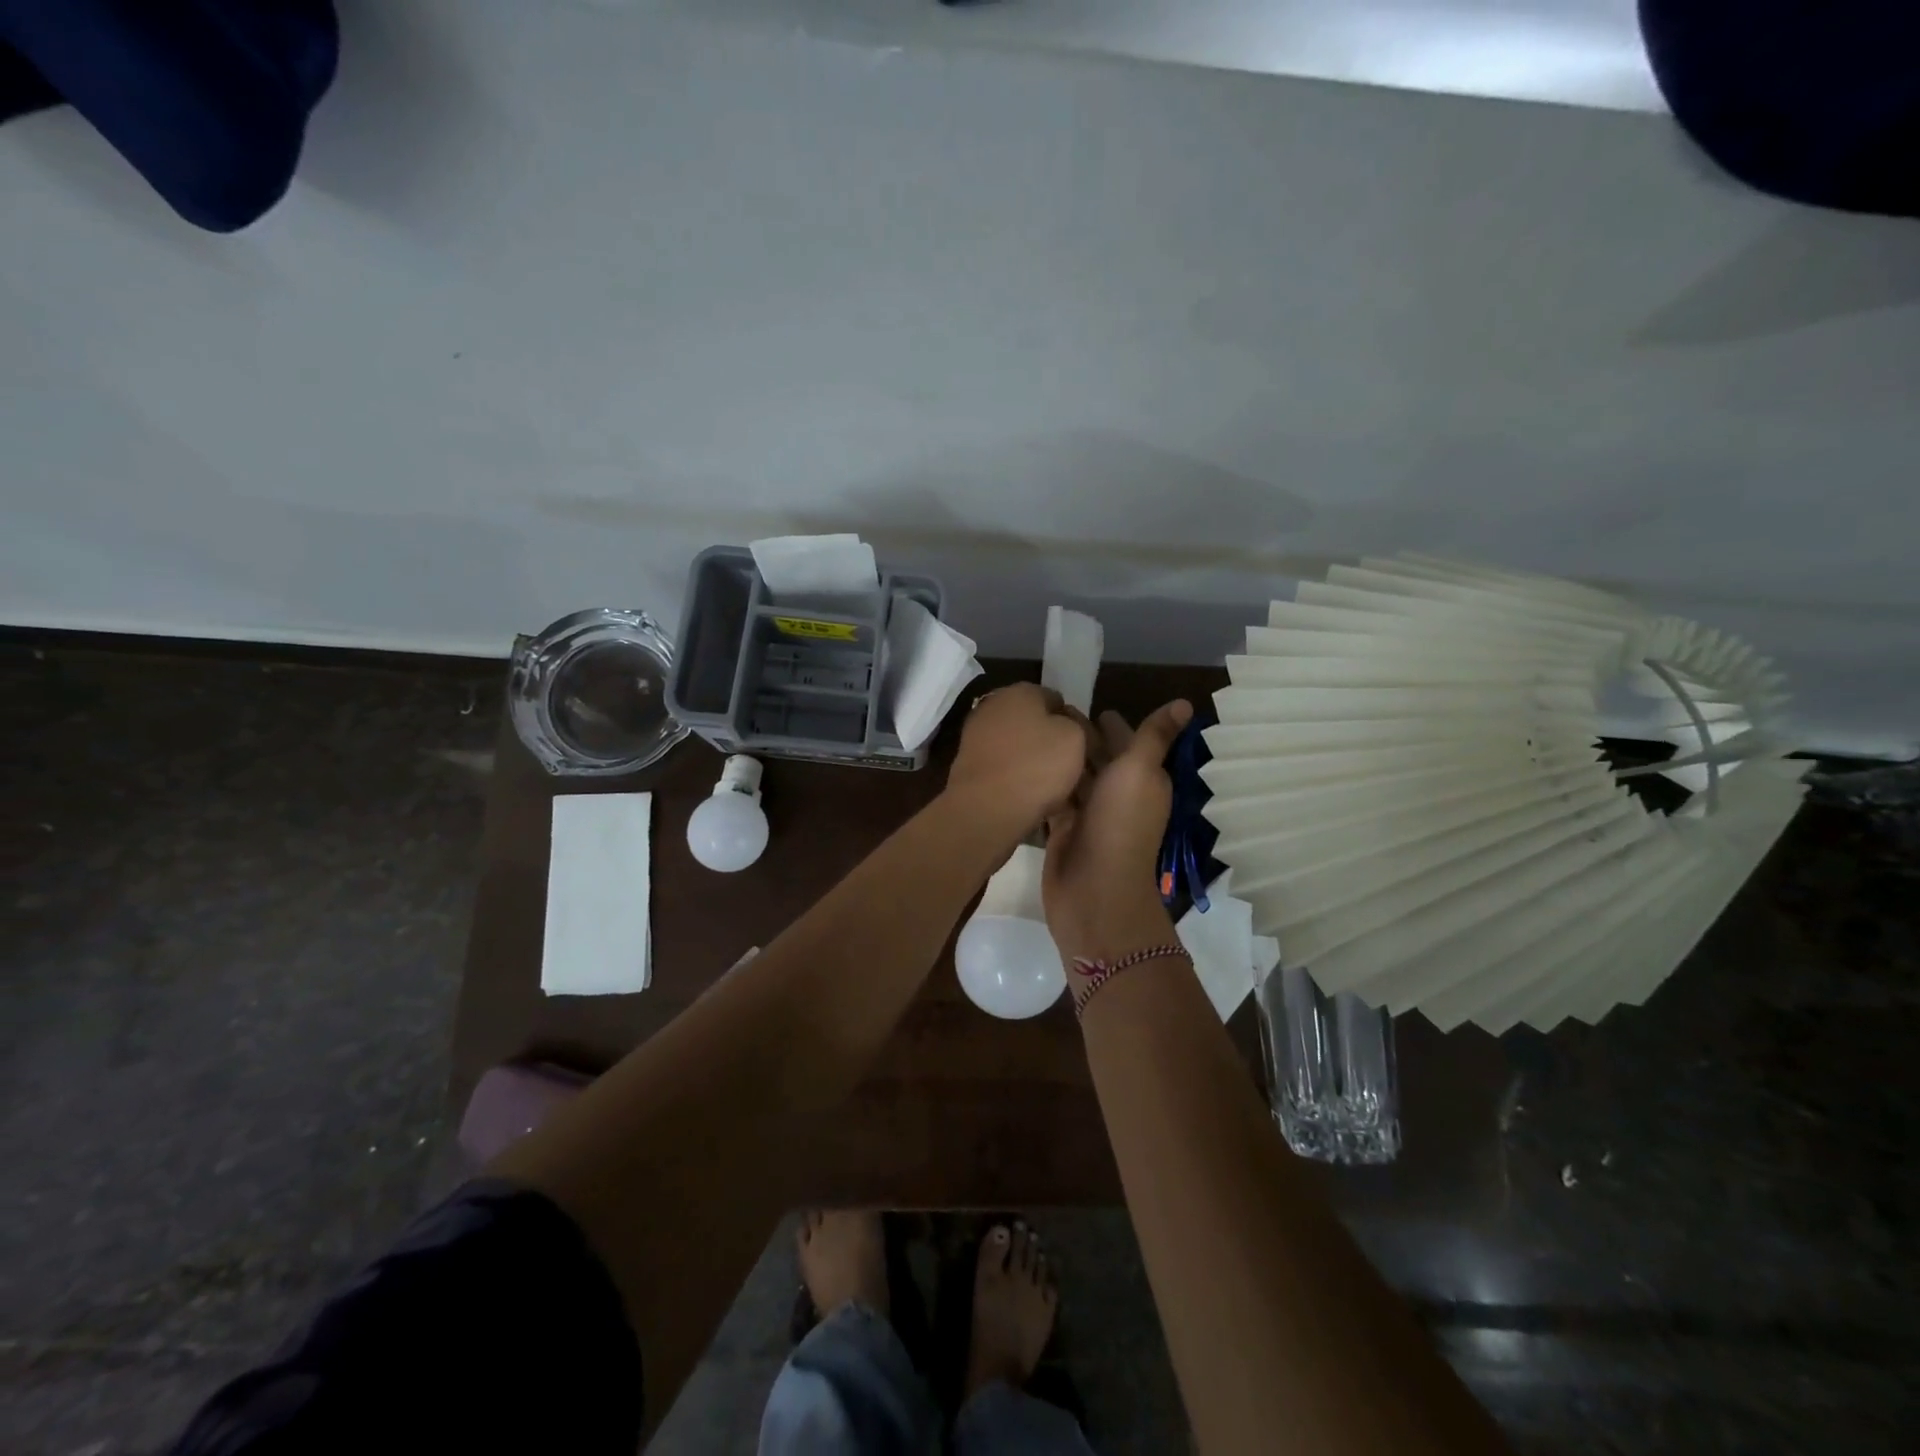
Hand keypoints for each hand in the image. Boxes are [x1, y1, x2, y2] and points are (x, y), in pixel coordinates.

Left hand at [945, 683, 1095, 841]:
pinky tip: (1030, 797)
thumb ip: (1077, 724)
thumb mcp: (1076, 738)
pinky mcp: (968, 764)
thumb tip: (1067, 725)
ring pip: (1018, 746)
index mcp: (1020, 690)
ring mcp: (976, 735)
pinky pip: (1003, 767)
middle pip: (1034, 722)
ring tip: (1054, 788)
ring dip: (1034, 762)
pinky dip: (1015, 777)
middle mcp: (993, 705)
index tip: (1086, 747)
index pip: (1056, 699)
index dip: (1074, 722)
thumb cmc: (1036, 766)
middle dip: (1051, 741)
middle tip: (1072, 768)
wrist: (986, 809)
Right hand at [1042, 700, 1191, 960]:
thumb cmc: (1121, 823)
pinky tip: (1028, 763)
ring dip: (1062, 757)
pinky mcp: (1064, 829)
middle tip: (1053, 712)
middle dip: (1082, 737)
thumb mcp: (1141, 771)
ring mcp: (1089, 813)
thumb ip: (1155, 736)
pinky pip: (1056, 796)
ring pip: (1076, 776)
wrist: (1094, 888)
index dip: (1112, 724)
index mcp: (1141, 778)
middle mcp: (1117, 794)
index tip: (1089, 704)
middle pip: (1099, 758)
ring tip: (1037, 731)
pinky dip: (1047, 781)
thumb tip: (1186, 703)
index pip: (1127, 742)